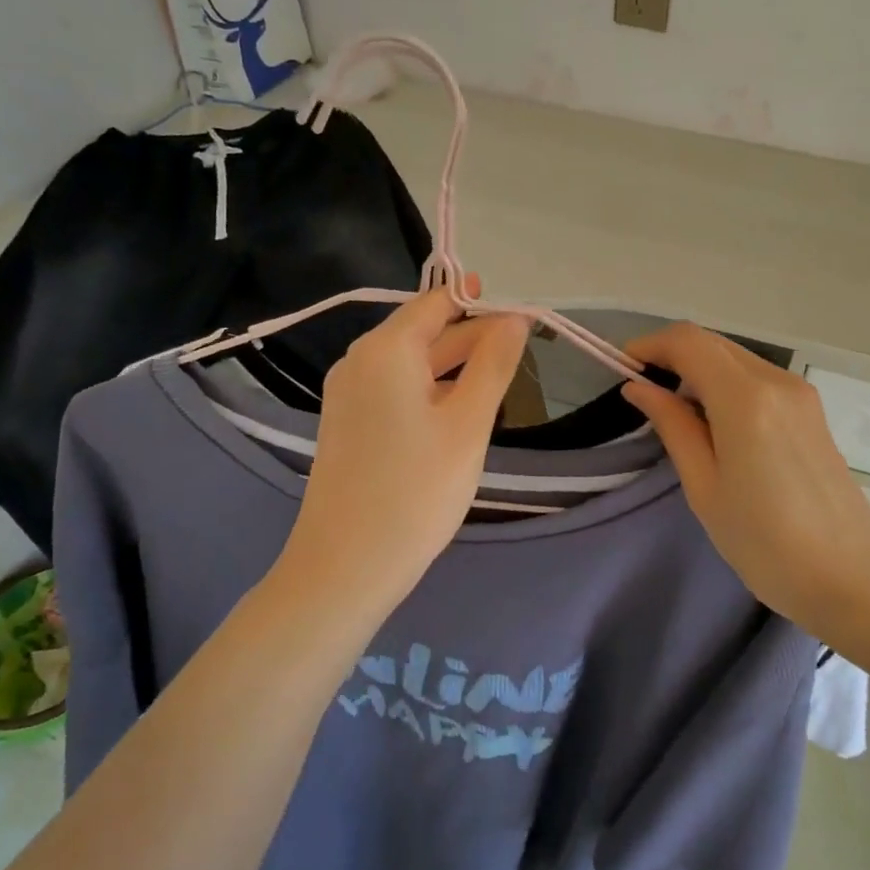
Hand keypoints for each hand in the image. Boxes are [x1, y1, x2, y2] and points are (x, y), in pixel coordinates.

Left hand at [280, 285, 528, 611]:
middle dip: (473, 336)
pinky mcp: (346, 422)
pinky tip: (457, 409)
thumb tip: (515, 318)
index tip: (524, 317)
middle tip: (523, 349)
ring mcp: (347, 392)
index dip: (483, 304)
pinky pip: (394, 388)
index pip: (438, 302)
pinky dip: (428, 389)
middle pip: (424, 331)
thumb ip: (493, 364)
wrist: (345, 567)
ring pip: (410, 363)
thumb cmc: (416, 491)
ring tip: (499, 377)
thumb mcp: (468, 424)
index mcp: (385, 348)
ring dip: (453, 364)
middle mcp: (359, 359)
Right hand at [623, 324, 869, 644]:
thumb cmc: (765, 542)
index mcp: (745, 398)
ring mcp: (799, 393)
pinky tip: (713, 422)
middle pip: (712, 343)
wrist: (850, 579)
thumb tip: (639, 387)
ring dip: (698, 369)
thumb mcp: (704, 486)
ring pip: (734, 357)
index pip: (688, 341)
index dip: (650, 345)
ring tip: (674, 412)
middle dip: (671, 355)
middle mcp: (776, 381)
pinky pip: (756, 377)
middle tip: (642, 391)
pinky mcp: (810, 410)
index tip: (622, 367)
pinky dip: (724, 383)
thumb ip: (672, 425)